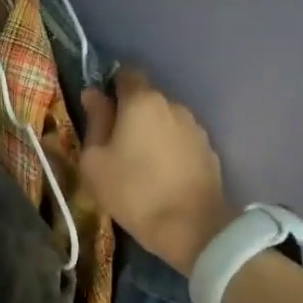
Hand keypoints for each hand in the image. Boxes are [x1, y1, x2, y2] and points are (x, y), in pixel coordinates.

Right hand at [81, 67, 232, 276]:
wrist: (192, 228)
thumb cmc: (133, 190)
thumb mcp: (95, 160)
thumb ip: (94, 121)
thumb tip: (93, 95)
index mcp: (142, 101)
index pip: (126, 74)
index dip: (111, 86)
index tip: (100, 108)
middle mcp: (172, 105)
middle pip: (146, 98)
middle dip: (130, 113)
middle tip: (114, 141)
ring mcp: (195, 127)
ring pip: (165, 119)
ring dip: (151, 131)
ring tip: (139, 161)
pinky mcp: (209, 150)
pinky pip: (180, 139)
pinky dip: (169, 148)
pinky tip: (161, 173)